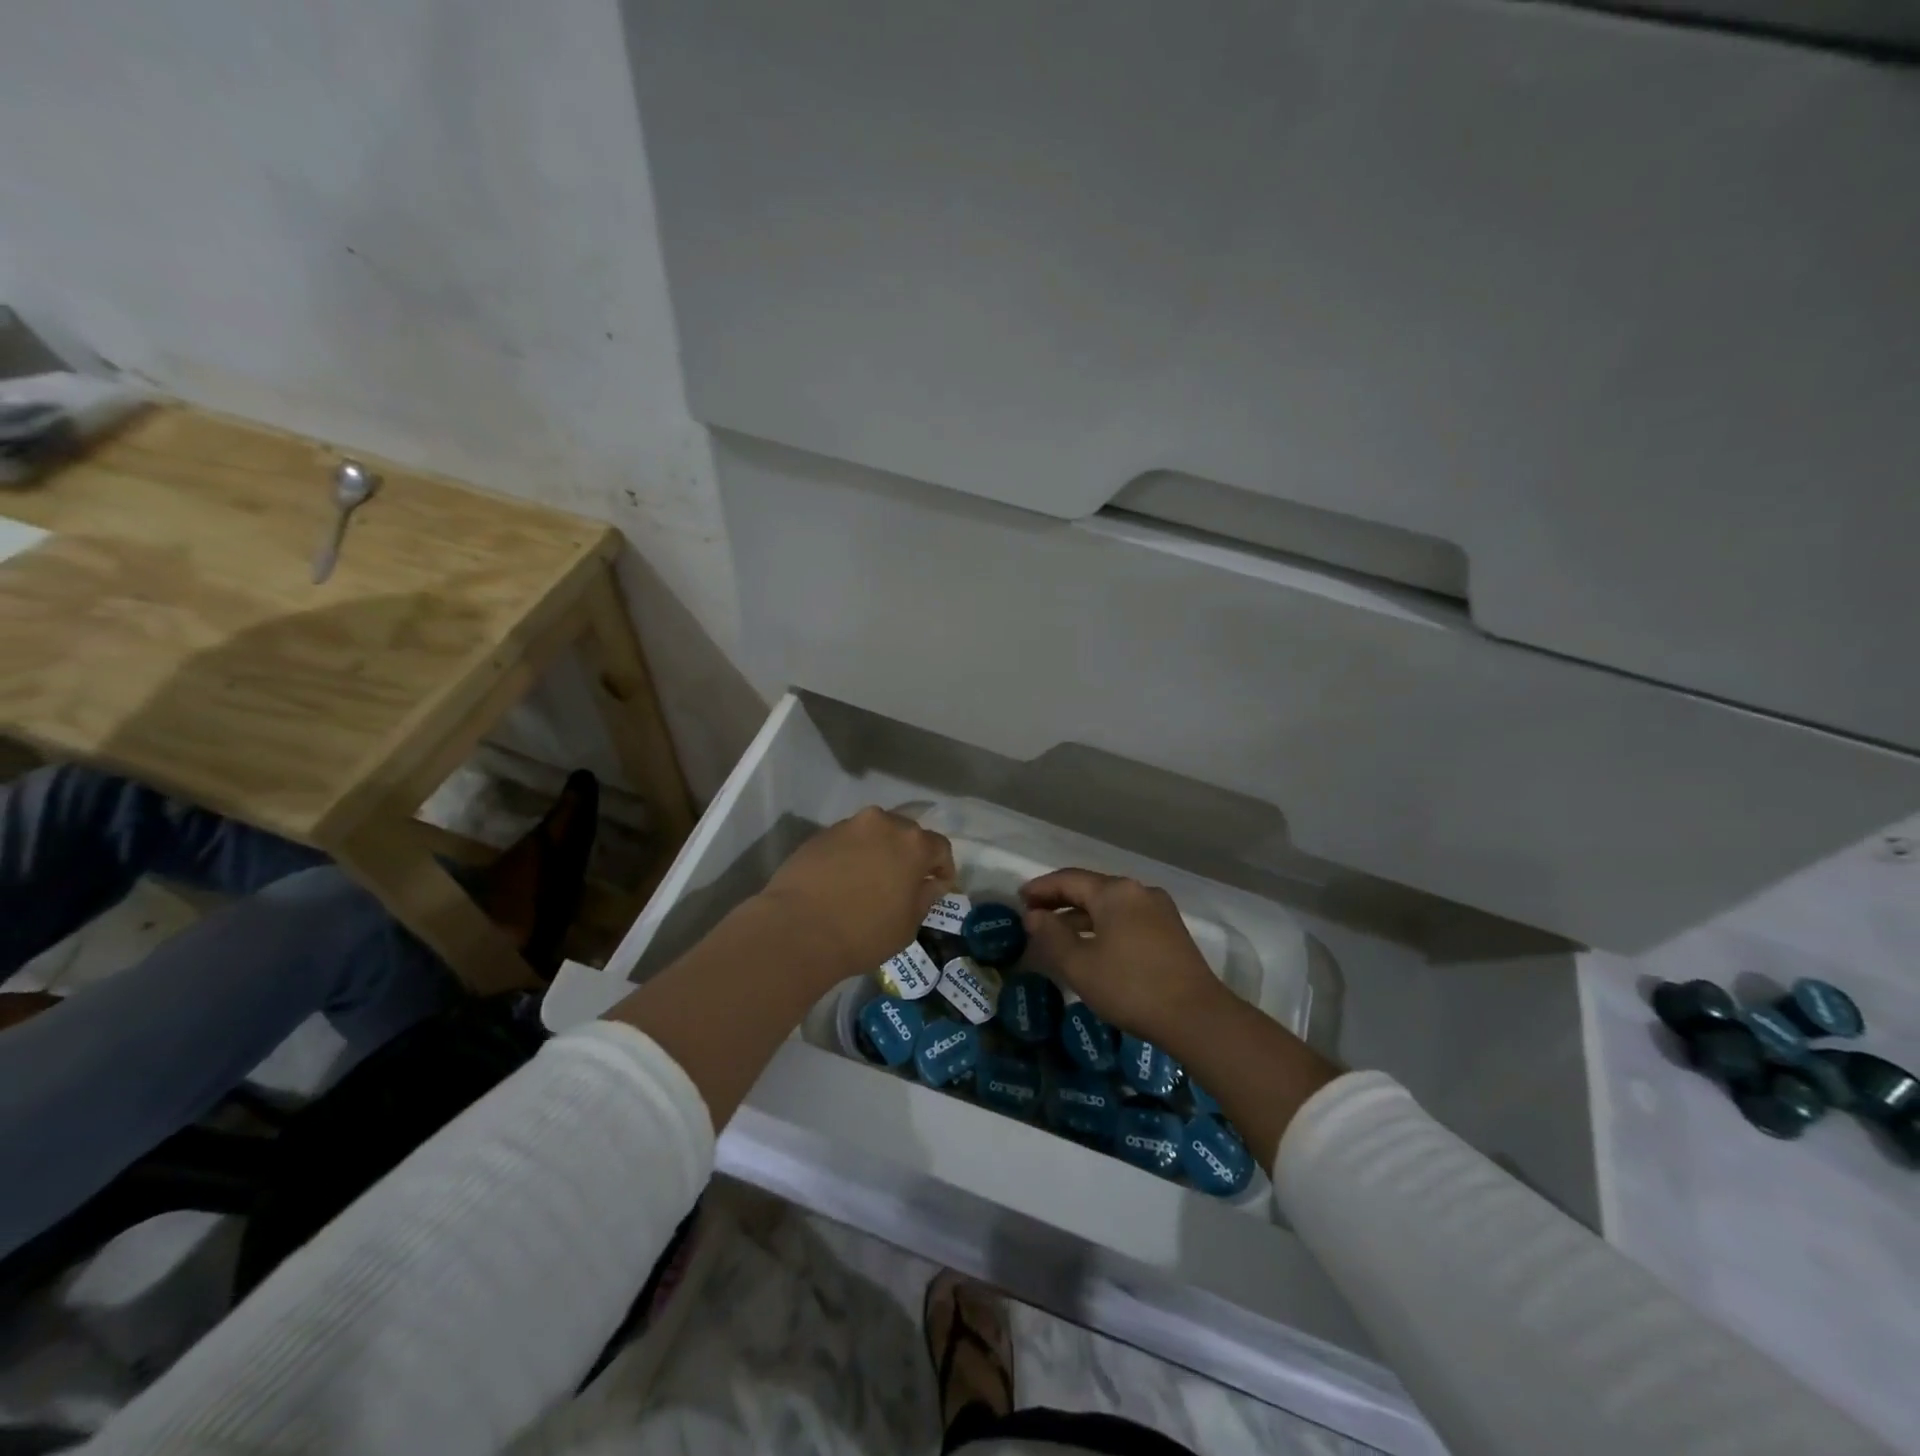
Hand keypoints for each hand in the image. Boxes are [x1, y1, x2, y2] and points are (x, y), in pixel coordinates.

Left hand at [757, 807, 955, 982]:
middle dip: (910, 855)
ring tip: (871, 879)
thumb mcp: (907, 926)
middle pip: (907, 834)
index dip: (943, 867)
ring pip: (875, 833)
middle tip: (904, 882)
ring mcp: (849, 826)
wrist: (797, 930)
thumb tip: (931, 884)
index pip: (941, 847)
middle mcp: (883, 823)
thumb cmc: (863, 933)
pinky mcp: (820, 834)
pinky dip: (852, 854)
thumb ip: (925, 898)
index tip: (938, 886)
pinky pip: (848, 840)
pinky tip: (843, 880)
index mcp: (913, 844)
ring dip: (880, 851)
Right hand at [1019, 869, 1227, 1043]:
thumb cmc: (1130, 986)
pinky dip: (1103, 926)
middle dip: (1060, 900)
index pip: (1069, 879)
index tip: (1019, 898)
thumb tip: (1034, 915)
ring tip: (1057, 933)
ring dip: (1081, 916)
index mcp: (1115, 892)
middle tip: (1034, 914)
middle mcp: (1138, 891)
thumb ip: (1052, 935)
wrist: (1196, 1016)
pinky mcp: (1170, 932)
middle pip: (1091, 888)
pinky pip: (1126, 919)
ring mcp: (1159, 910)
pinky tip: (1092, 946)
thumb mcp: (1079, 964)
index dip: (1041, 888)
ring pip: (1110, 905)